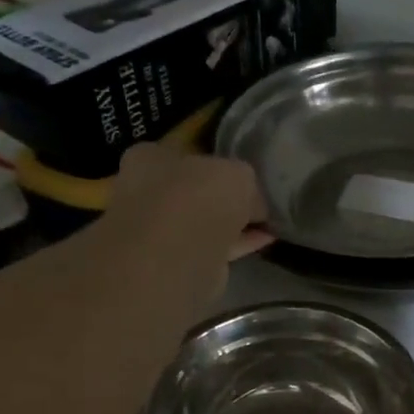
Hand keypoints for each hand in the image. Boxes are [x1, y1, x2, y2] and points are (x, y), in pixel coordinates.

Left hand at [109, 144, 272, 261]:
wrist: (178, 253)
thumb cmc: (198, 195)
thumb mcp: (236, 172)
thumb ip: (244, 179)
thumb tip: (253, 199)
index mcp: (148, 158)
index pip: (183, 152)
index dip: (214, 160)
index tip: (240, 170)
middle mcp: (146, 192)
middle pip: (193, 189)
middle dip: (223, 195)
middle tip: (256, 197)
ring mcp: (160, 231)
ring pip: (203, 221)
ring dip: (233, 222)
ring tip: (267, 220)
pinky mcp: (178, 261)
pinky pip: (214, 245)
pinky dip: (239, 242)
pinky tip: (266, 239)